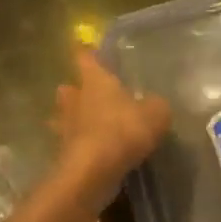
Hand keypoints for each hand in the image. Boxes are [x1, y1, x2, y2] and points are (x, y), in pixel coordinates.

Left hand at [51, 46, 170, 210]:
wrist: (94, 171)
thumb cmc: (124, 130)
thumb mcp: (156, 113)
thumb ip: (156, 105)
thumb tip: (154, 104)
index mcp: (95, 80)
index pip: (85, 58)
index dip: (87, 53)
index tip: (87, 50)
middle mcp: (76, 99)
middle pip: (68, 89)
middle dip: (75, 90)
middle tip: (88, 94)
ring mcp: (66, 127)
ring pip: (63, 117)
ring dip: (72, 120)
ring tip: (87, 125)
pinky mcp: (64, 154)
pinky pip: (71, 144)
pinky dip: (79, 146)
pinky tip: (93, 152)